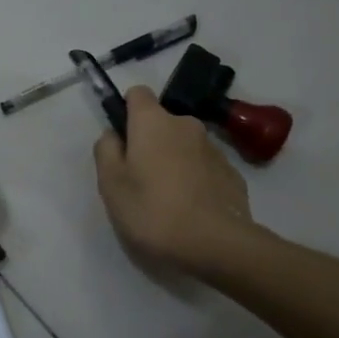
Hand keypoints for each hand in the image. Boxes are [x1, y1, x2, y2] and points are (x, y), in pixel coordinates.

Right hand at [94, 87, 250, 271]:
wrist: (216, 244)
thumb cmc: (152, 210)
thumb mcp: (111, 184)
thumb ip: (106, 150)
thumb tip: (114, 135)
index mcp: (153, 122)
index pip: (137, 93)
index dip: (126, 111)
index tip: (121, 140)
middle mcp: (186, 125)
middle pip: (161, 123)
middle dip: (150, 142)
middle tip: (138, 179)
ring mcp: (214, 148)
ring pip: (184, 146)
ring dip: (173, 161)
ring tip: (166, 200)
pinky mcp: (232, 173)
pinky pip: (204, 168)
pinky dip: (194, 180)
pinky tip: (190, 210)